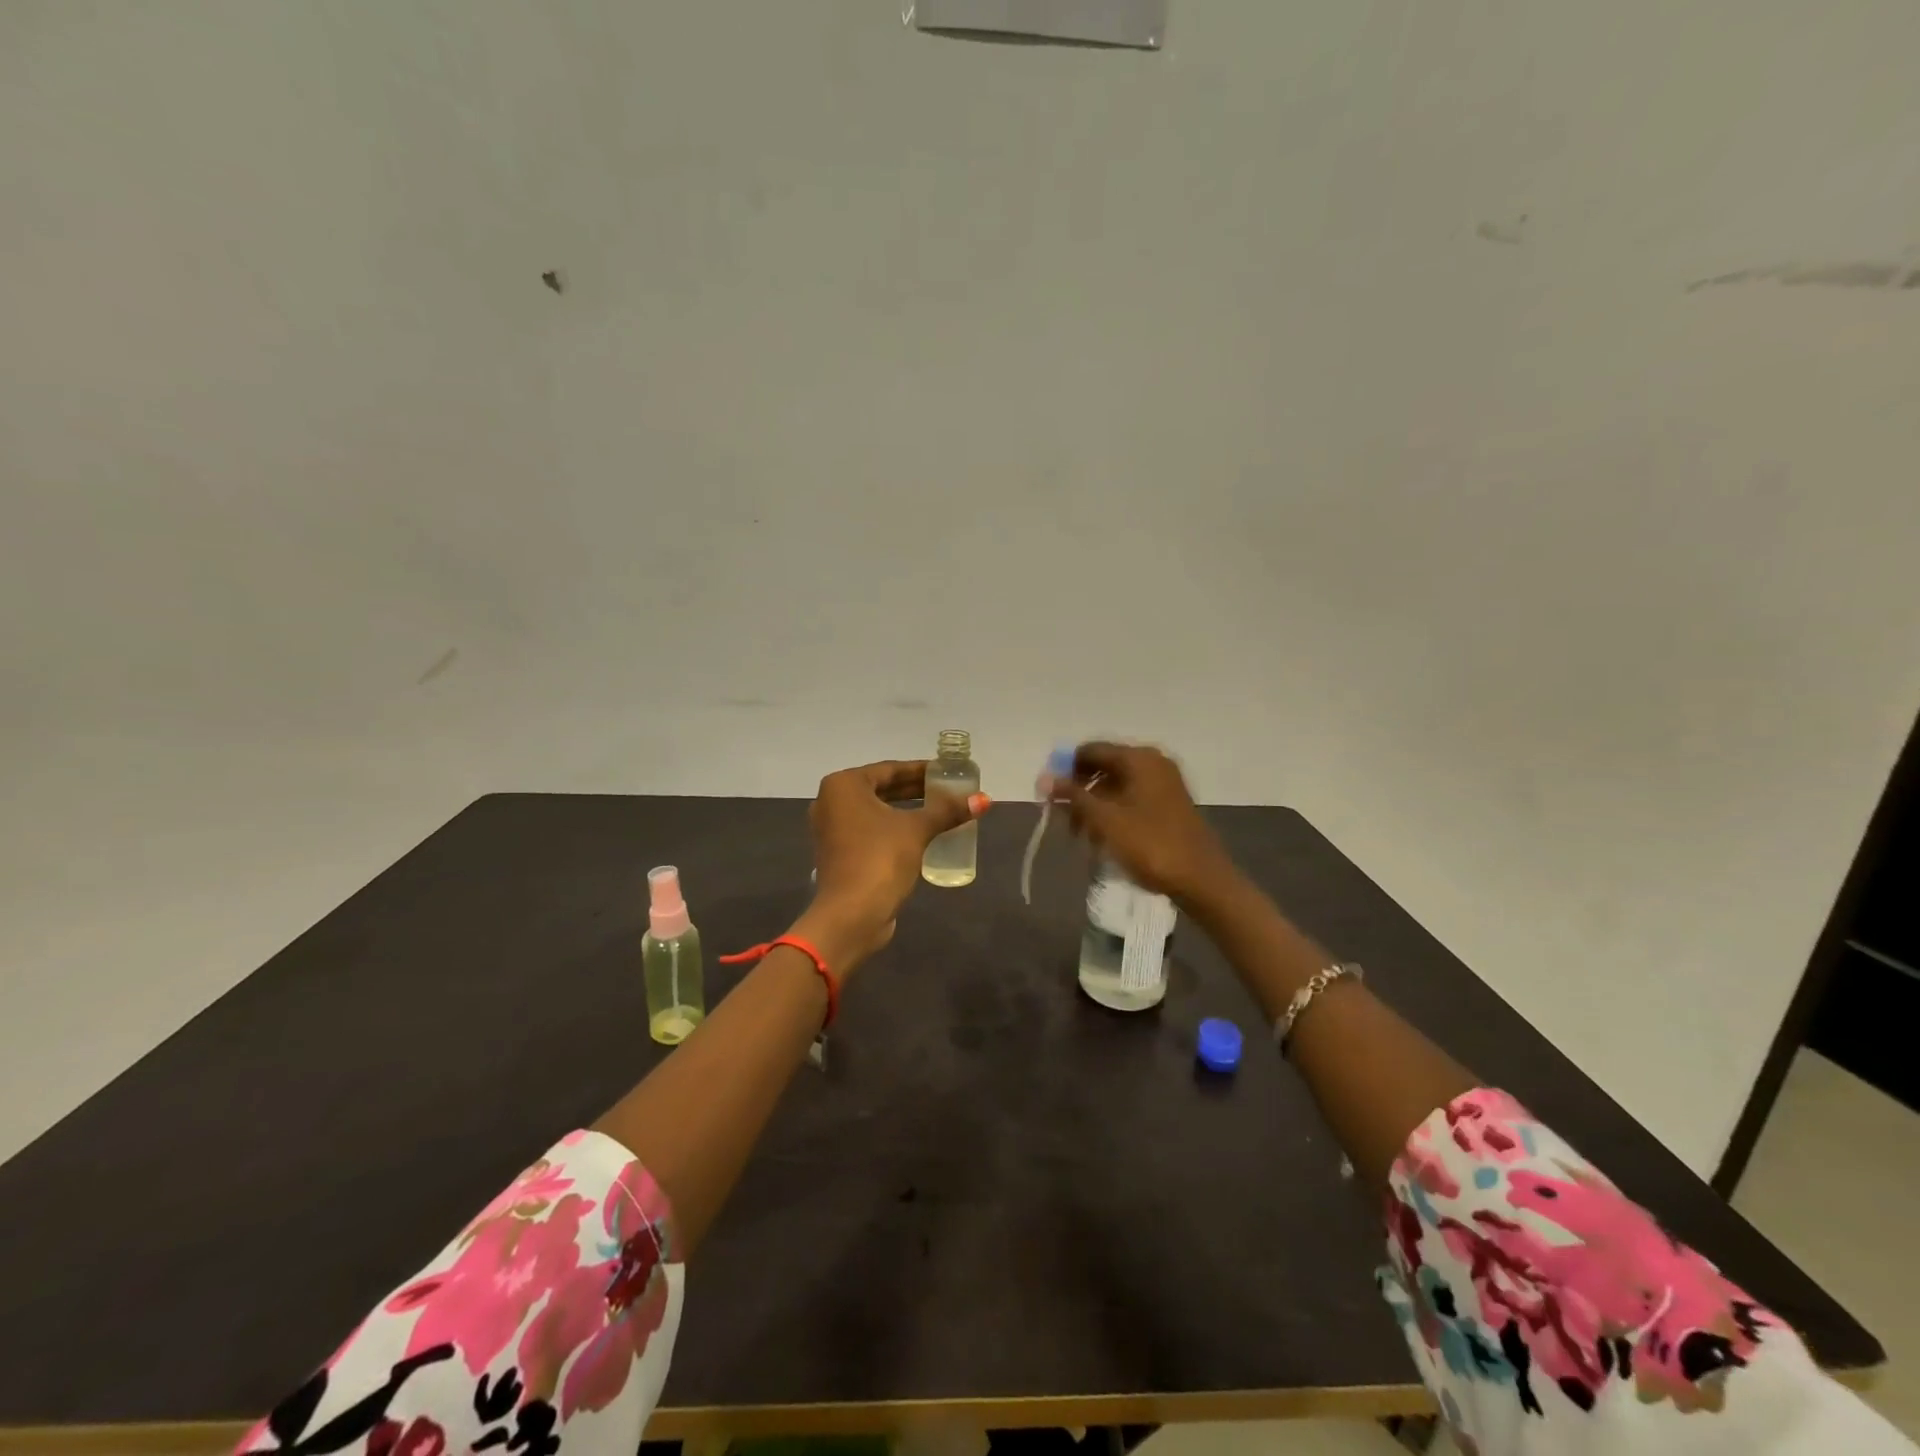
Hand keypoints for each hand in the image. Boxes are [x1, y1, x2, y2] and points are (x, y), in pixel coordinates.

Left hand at [791, 760, 990, 973]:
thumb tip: (984, 799)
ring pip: (876, 811)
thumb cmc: (880, 859)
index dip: (921, 770)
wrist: (851, 915)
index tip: (947, 772)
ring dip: (905, 810)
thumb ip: (947, 811)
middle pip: (881, 789)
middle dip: (915, 790)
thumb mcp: (917, 830)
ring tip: (939, 811)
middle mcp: (831, 802)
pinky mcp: (839, 854)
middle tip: (947, 791)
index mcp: (843, 786)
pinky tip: (920, 834)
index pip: (890, 769)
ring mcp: (832, 830)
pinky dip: (893, 828)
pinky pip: (870, 831)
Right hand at [1050, 742, 1235, 905]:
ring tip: (1081, 836)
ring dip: (1094, 807)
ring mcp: (1164, 784)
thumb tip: (1044, 777)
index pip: (1090, 750)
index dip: (1065, 770)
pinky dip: (1112, 814)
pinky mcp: (1169, 805)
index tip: (1048, 795)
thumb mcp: (1105, 820)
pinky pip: (1131, 799)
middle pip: (1103, 767)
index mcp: (1139, 758)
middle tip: (1062, 820)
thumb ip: (1073, 796)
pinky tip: (1102, 839)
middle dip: (1079, 792)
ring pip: (1116, 786)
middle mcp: (1153, 763)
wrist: (1201, 880)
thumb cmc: (1150, 845)